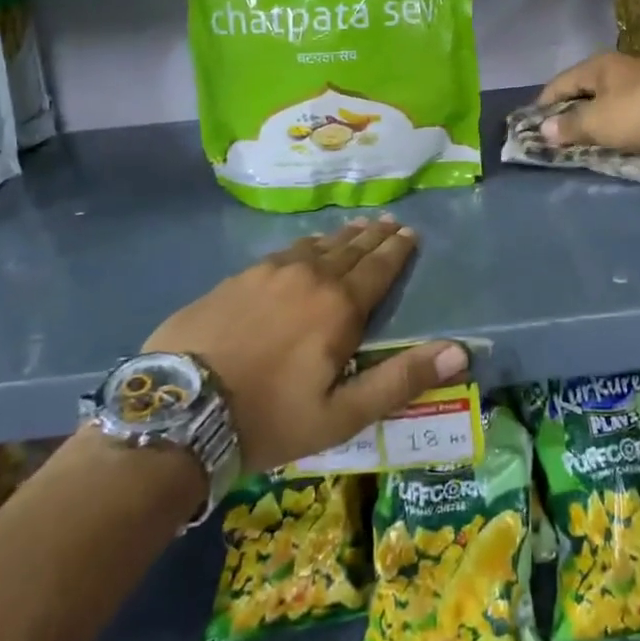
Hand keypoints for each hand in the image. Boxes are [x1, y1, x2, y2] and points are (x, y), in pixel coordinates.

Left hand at [143, 216, 466, 470]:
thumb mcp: (342, 414)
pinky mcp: (237, 278)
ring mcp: (269, 273)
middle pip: (351, 249)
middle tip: (391, 222)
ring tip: (357, 228)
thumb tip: (459, 351)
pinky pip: (284, 252)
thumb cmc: (269, 418)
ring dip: (342, 237)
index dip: (398, 250)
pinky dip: (305, 246)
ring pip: (317, 246)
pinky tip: (305, 246)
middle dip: (375, 236)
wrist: (179, 411)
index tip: (410, 233)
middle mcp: (309, 277)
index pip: (379, 268)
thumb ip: (400, 379)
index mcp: (339, 307)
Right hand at [534, 52, 639, 152]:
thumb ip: (569, 126)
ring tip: (587, 131)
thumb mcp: (597, 123)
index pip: (559, 83)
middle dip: (570, 107)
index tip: (533, 121)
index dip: (544, 103)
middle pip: (584, 86)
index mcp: (596, 65)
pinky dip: (617, 115)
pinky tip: (616, 128)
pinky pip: (628, 103)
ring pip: (608, 94)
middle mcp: (618, 64)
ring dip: (596, 112)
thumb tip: (544, 129)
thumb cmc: (634, 113)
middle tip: (559, 129)